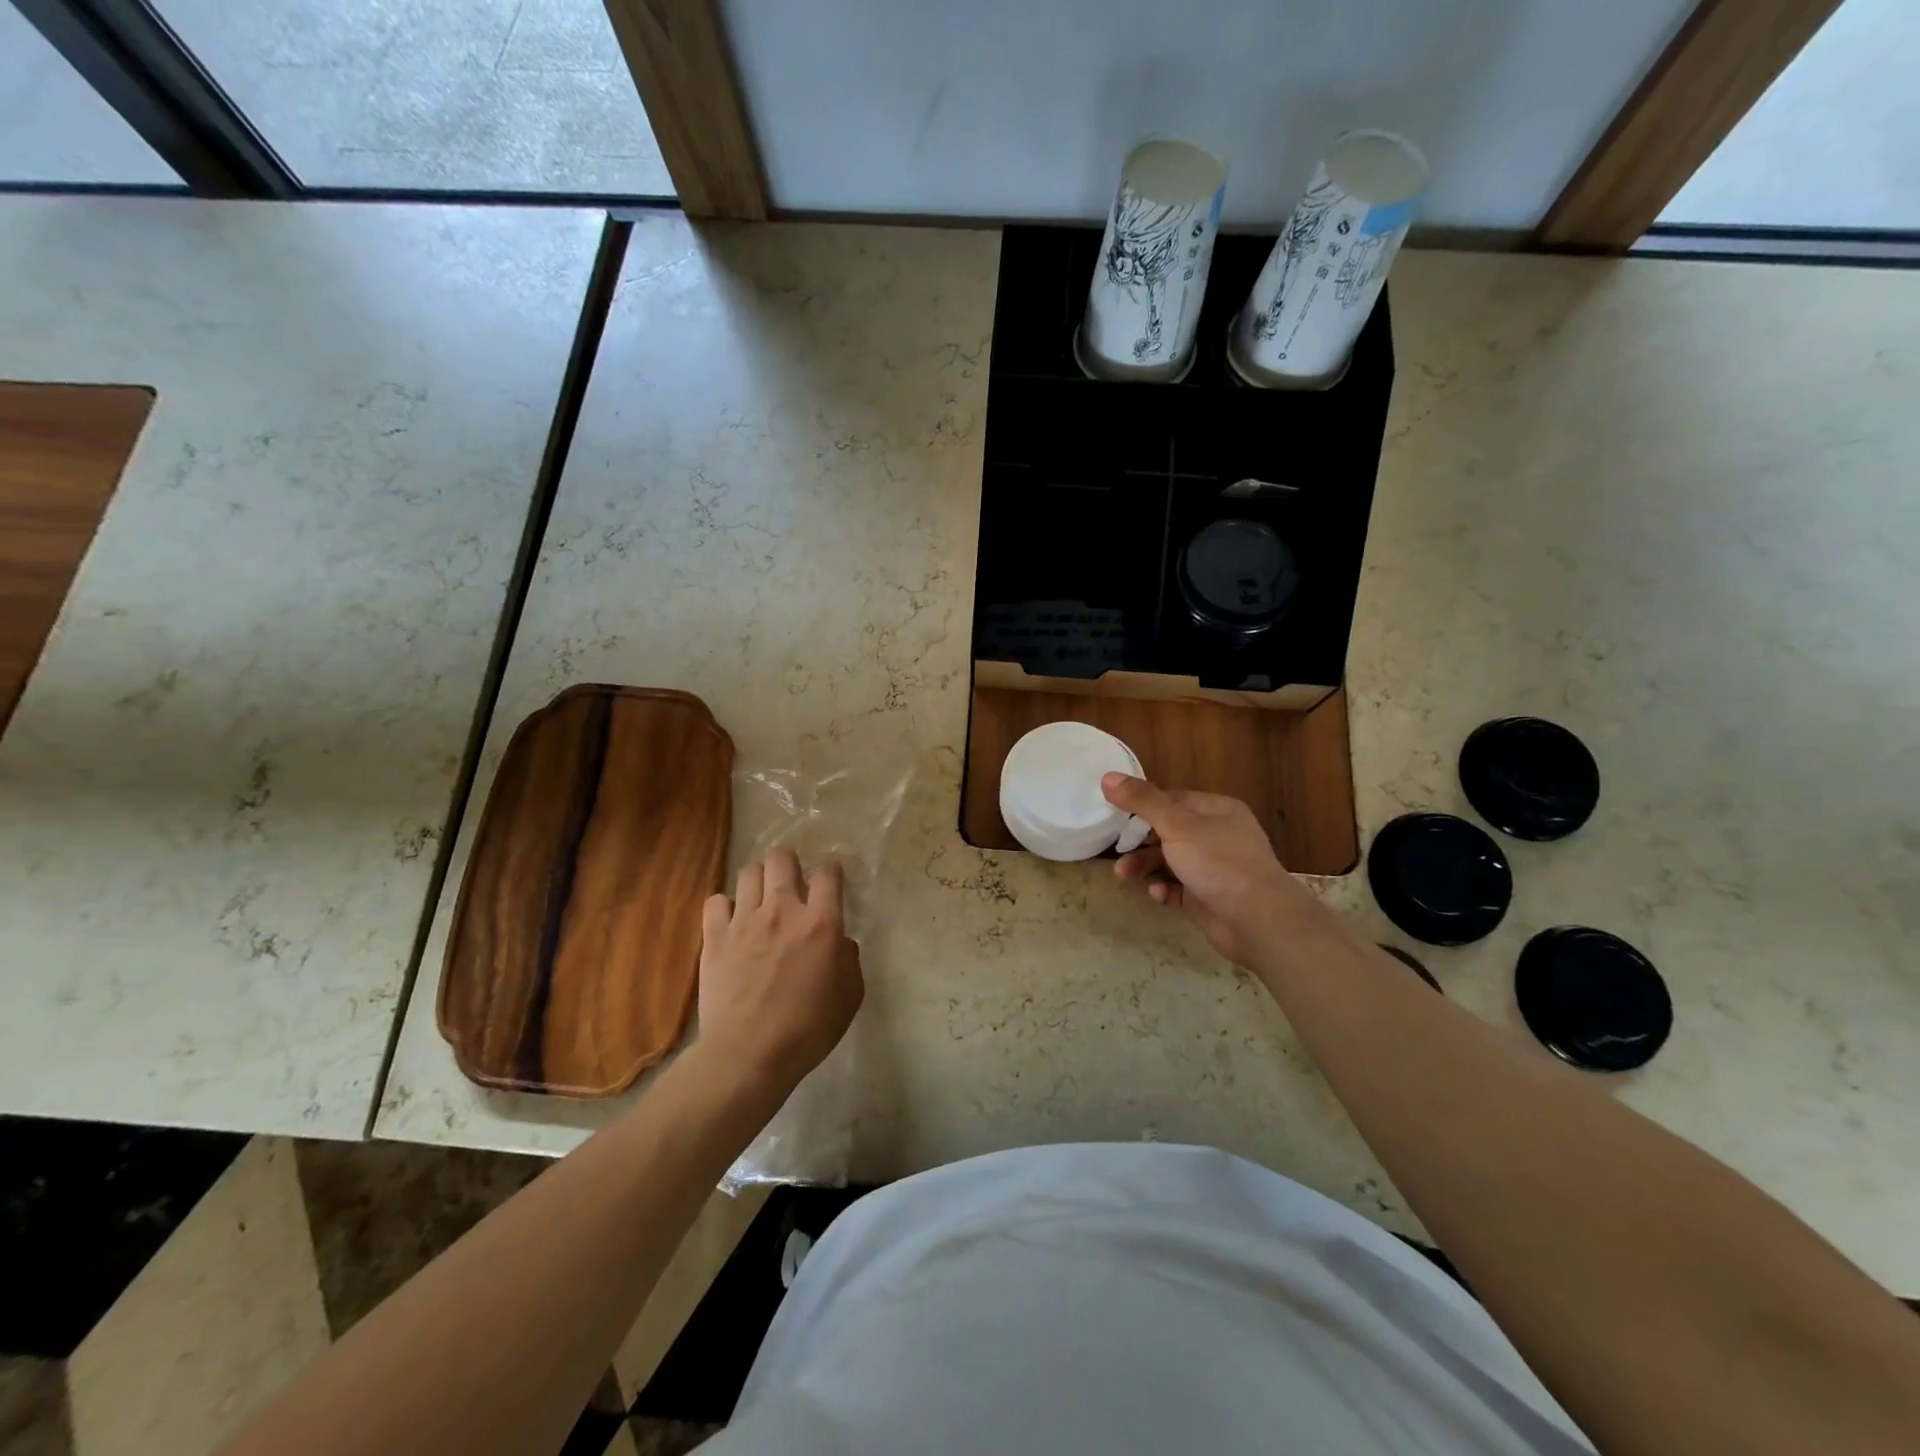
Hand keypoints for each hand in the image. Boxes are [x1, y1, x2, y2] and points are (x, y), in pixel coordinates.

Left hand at [698, 850, 862, 1091]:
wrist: (748, 1055)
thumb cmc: (808, 1029)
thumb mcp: (849, 997)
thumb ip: (849, 960)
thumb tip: (839, 942)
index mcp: (821, 923)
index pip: (828, 873)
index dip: (831, 873)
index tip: (830, 885)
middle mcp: (782, 910)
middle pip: (782, 859)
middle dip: (790, 865)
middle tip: (792, 886)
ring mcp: (744, 921)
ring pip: (749, 872)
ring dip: (759, 881)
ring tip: (761, 900)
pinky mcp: (715, 937)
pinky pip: (716, 901)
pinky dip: (725, 907)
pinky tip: (732, 923)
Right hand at [1102, 774, 1320, 968]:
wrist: (1257, 920)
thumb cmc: (1218, 862)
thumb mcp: (1176, 825)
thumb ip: (1142, 801)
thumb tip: (1107, 776)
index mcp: (1217, 810)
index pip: (1172, 800)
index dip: (1143, 806)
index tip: (1115, 816)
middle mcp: (1217, 836)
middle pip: (1167, 831)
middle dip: (1139, 842)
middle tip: (1117, 851)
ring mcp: (1213, 868)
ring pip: (1169, 861)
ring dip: (1145, 866)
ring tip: (1124, 876)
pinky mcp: (1207, 897)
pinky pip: (1177, 888)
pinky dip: (1164, 889)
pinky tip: (1157, 895)